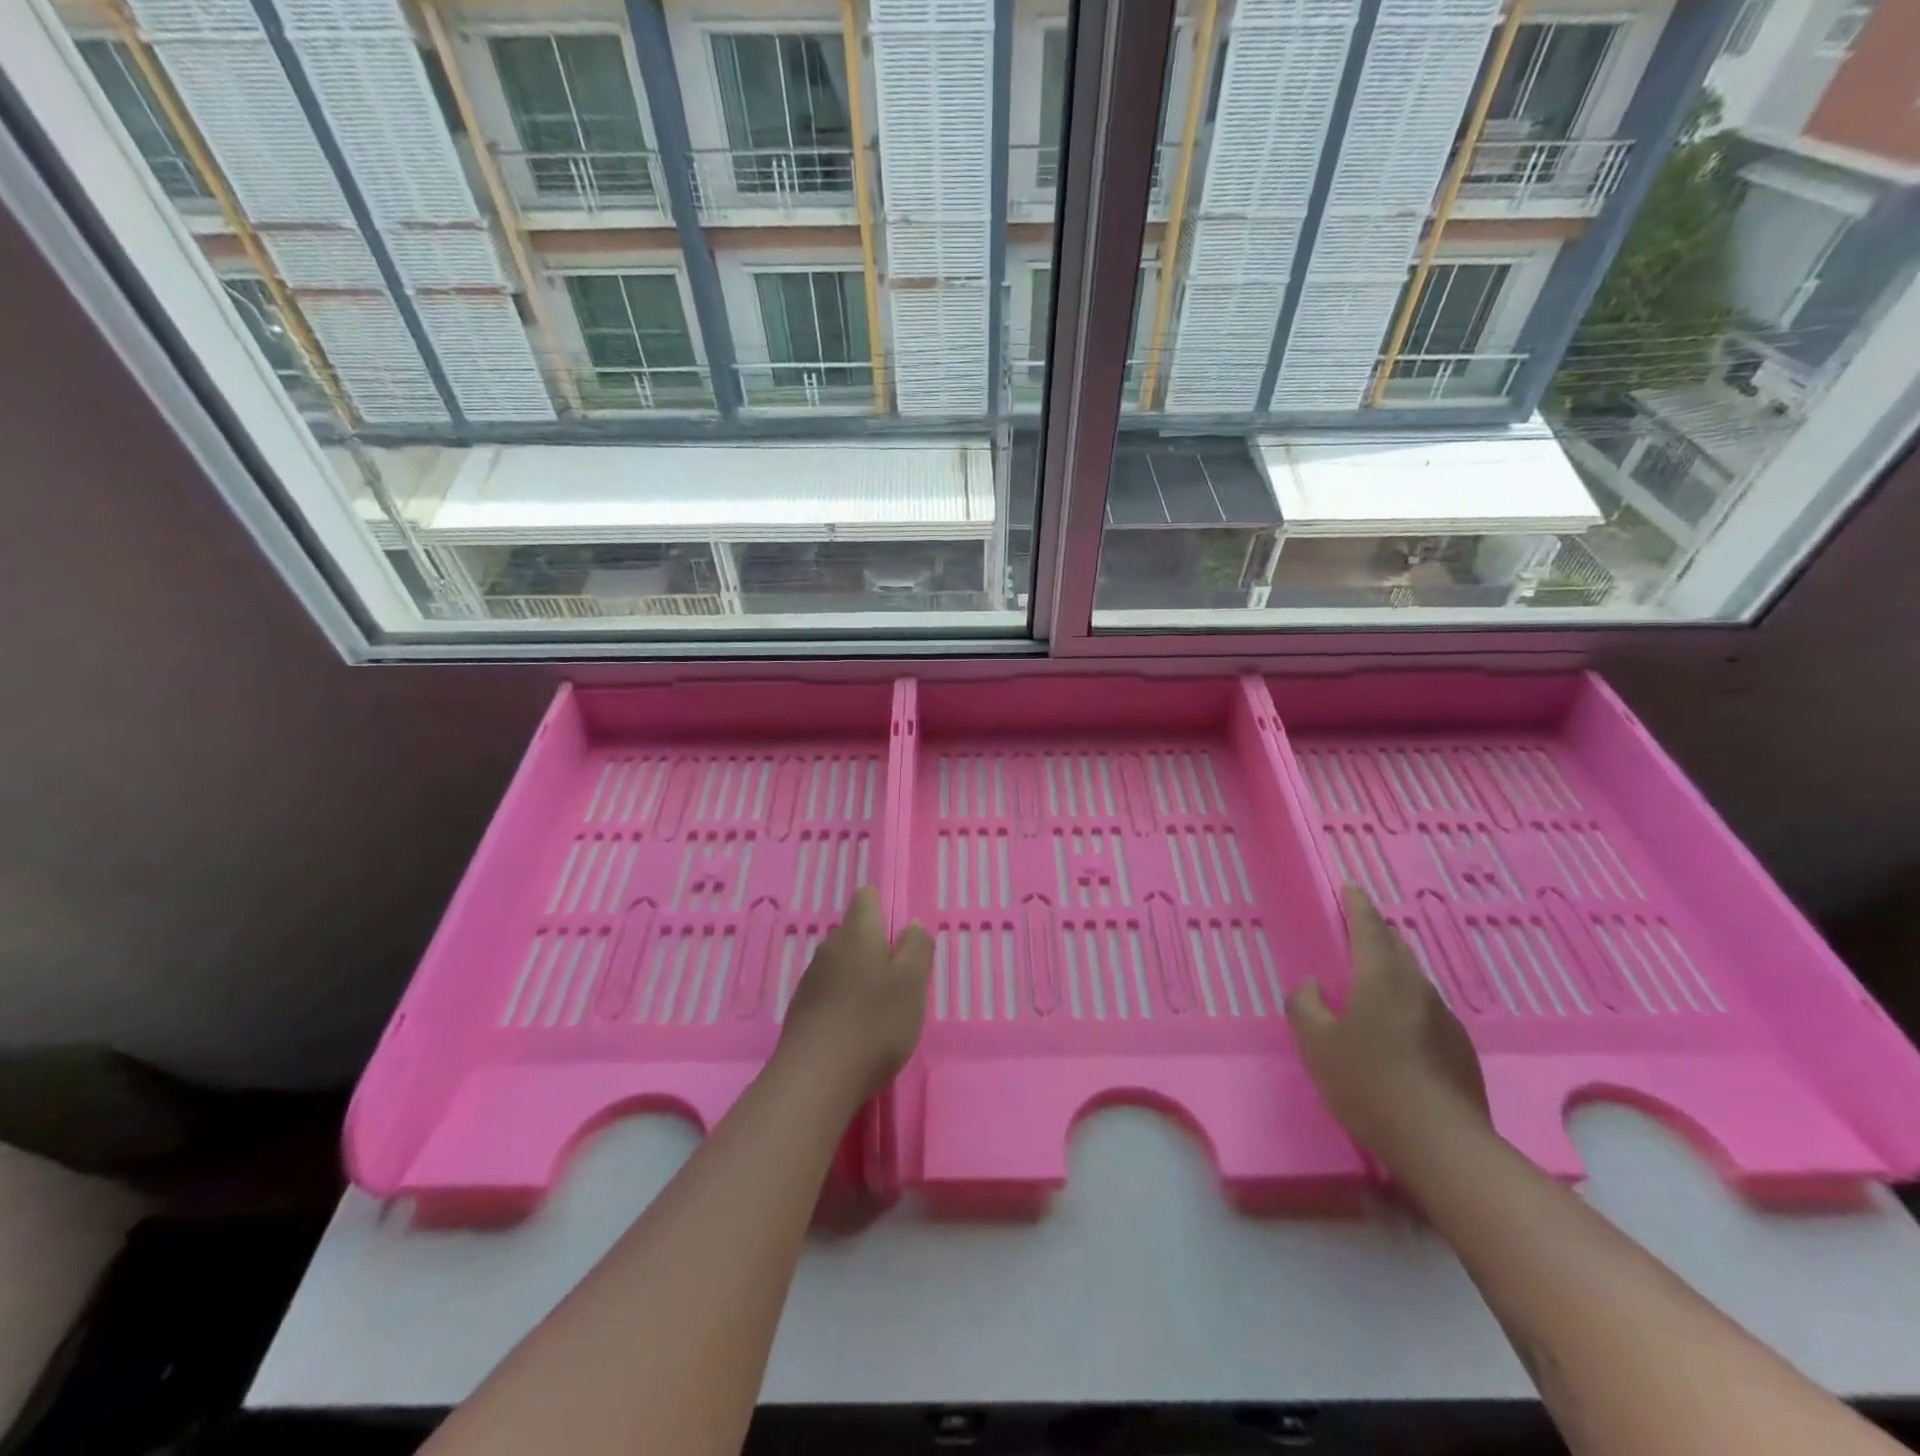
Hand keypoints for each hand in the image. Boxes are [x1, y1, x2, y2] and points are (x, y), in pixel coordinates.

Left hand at [778, 887, 933, 1103]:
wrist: (815, 1079)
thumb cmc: (874, 1023)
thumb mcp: (912, 982)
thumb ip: (917, 947)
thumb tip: (912, 924)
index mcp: (858, 932)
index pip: (866, 897)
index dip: (883, 906)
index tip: (901, 933)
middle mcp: (830, 947)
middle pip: (855, 932)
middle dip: (877, 948)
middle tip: (901, 979)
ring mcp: (811, 979)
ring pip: (842, 964)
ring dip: (860, 977)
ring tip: (880, 1008)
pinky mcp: (801, 1010)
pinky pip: (829, 992)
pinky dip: (844, 1002)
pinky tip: (856, 1030)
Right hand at [1286, 885, 1489, 1155]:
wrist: (1442, 1145)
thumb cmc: (1367, 1082)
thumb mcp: (1314, 1042)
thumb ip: (1305, 1004)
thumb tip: (1312, 985)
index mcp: (1381, 977)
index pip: (1368, 928)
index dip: (1356, 906)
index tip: (1349, 888)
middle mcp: (1417, 989)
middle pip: (1396, 950)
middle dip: (1376, 934)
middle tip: (1357, 930)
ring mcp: (1445, 1021)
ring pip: (1414, 982)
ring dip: (1392, 971)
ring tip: (1372, 981)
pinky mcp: (1461, 1052)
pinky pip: (1426, 1012)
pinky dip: (1407, 1006)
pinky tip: (1397, 1031)